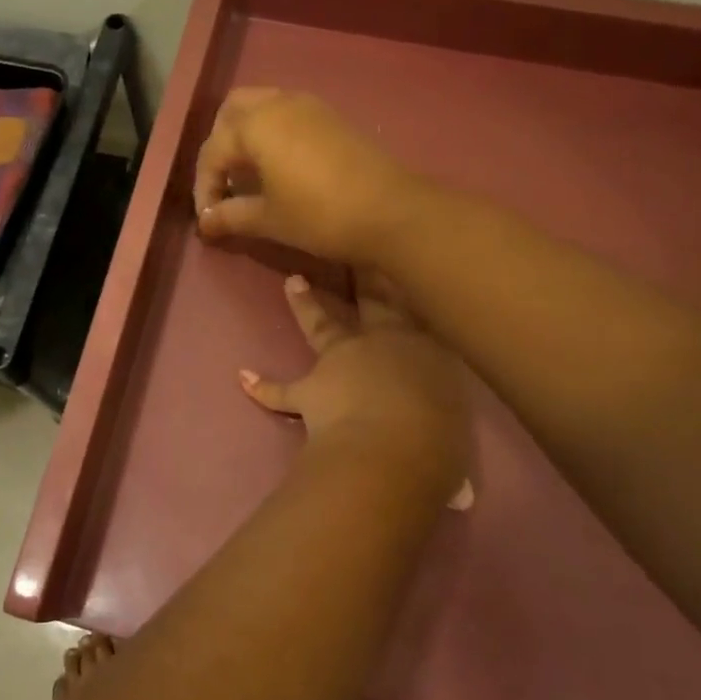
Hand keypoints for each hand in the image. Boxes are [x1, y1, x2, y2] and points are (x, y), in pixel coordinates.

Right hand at [194, 89, 419, 265]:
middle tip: (223, 183)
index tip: (208, 219)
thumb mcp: (269, 219)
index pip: (213, 151)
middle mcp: (279, 103)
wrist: (391, 212)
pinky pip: (289, 115)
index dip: (204, 187)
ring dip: (247, 136)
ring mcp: (310, 106)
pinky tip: (279, 169)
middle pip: (233, 112)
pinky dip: (273, 134)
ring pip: (263, 107)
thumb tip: (205, 222)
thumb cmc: (319, 215)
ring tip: (249, 177)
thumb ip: (231, 216)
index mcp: (256, 125)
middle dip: (220, 146)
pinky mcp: (332, 118)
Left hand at [241, 272, 473, 511]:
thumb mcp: (455, 422)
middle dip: (363, 273)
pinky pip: (282, 391)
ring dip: (306, 304)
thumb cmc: (441, 437)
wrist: (395, 449)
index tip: (401, 257)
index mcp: (426, 349)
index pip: (417, 309)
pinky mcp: (311, 390)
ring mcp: (342, 362)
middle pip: (372, 300)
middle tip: (353, 250)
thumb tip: (445, 444)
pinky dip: (264, 387)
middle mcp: (383, 343)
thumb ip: (444, 418)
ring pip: (321, 325)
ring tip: (292, 282)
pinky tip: (245, 378)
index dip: (407, 284)